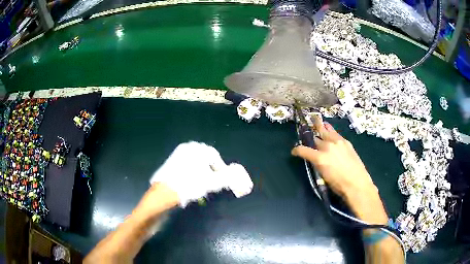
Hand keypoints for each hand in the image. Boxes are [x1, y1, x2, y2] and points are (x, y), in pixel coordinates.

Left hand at [150, 142, 252, 206]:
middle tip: (214, 184)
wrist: (161, 196)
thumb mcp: (210, 183)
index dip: (221, 169)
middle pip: (206, 161)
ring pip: (197, 166)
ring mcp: (177, 157)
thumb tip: (239, 178)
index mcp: (194, 149)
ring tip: (203, 187)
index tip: (224, 181)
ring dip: (203, 176)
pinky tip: (192, 186)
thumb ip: (226, 178)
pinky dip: (194, 177)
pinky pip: (188, 169)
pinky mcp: (171, 166)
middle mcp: (186, 150)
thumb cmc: (187, 186)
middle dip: (212, 173)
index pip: (215, 156)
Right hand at [291, 117, 377, 202]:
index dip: (296, 150)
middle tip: (307, 124)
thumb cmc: (338, 185)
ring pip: (327, 131)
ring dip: (321, 126)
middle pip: (316, 137)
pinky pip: (336, 134)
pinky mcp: (346, 142)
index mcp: (320, 158)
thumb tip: (314, 157)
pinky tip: (331, 132)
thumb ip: (317, 164)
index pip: (303, 150)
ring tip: (318, 120)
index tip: (294, 151)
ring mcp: (338, 143)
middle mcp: (328, 147)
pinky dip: (331, 132)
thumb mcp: (323, 176)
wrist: (357, 183)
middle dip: (309, 133)